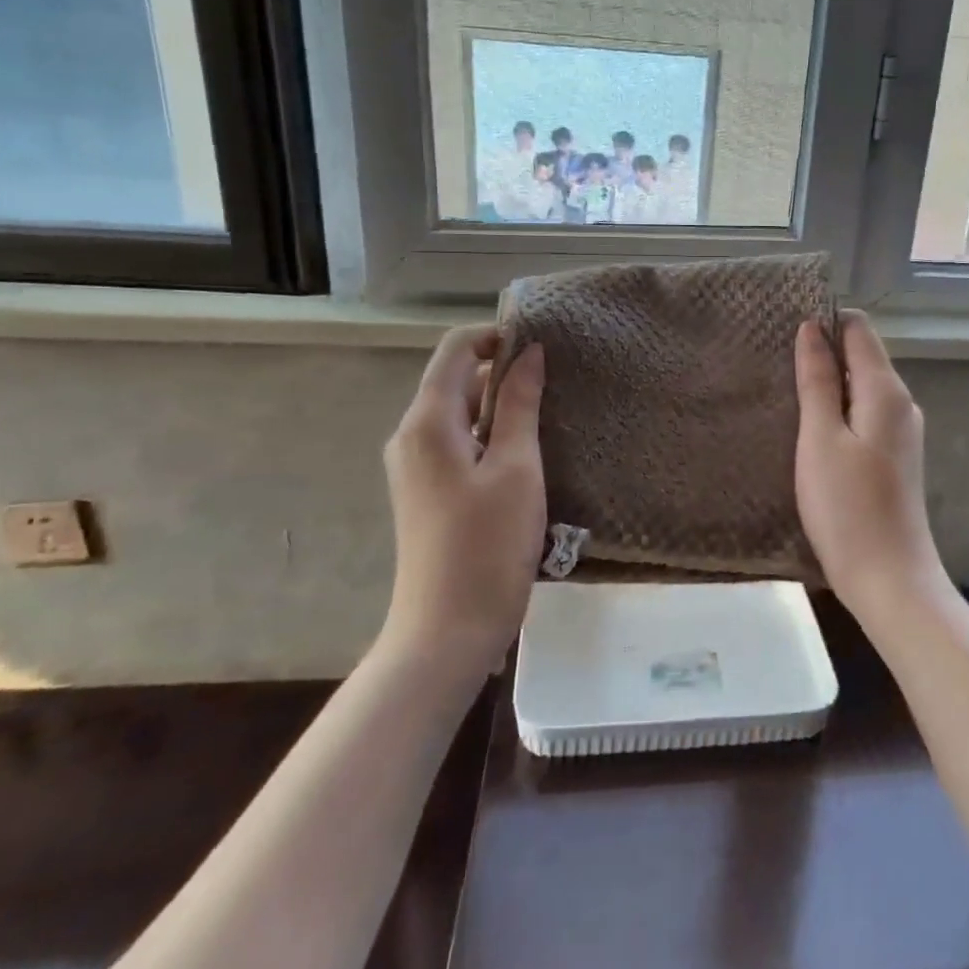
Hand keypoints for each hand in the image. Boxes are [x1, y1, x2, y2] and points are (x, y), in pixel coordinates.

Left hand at [381, 326, 545, 673]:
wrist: (447, 632)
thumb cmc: (488, 546)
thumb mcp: (517, 468)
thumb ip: (520, 405)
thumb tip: (529, 353)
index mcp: (428, 422)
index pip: (456, 349)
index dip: (496, 336)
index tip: (542, 345)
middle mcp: (411, 436)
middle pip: (456, 379)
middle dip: (503, 372)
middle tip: (556, 383)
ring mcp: (415, 466)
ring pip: (460, 413)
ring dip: (501, 406)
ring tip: (549, 416)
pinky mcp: (426, 491)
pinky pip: (458, 443)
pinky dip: (491, 436)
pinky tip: (527, 454)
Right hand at [795, 312, 946, 621]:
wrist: (889, 579)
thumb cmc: (847, 507)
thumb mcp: (820, 438)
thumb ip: (817, 380)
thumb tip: (811, 329)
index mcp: (886, 391)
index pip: (859, 329)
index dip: (825, 321)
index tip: (785, 330)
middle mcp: (902, 403)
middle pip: (862, 356)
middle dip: (823, 353)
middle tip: (775, 363)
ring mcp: (902, 431)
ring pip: (862, 388)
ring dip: (829, 385)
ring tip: (786, 394)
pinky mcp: (895, 456)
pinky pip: (865, 415)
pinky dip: (839, 411)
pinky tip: (812, 430)